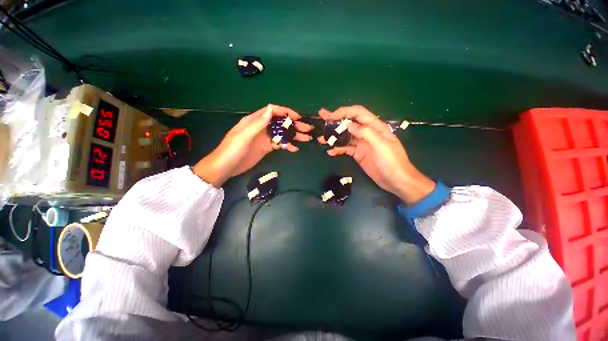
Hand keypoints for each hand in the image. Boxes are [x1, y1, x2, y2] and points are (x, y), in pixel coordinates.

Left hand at [194, 104, 312, 187]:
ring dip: (293, 135)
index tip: (298, 117)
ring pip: (282, 134)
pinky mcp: (266, 148)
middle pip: (280, 123)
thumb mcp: (244, 136)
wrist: (225, 167)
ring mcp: (264, 138)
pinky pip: (279, 144)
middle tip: (307, 129)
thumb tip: (271, 108)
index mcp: (255, 121)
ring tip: (305, 139)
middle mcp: (261, 127)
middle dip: (294, 125)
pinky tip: (294, 148)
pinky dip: (287, 145)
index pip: (273, 111)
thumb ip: (258, 123)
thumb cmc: (232, 150)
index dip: (286, 112)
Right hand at [318, 105, 434, 203]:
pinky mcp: (358, 154)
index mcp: (375, 127)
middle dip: (335, 120)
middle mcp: (367, 133)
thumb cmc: (392, 162)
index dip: (345, 112)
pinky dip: (337, 149)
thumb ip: (366, 133)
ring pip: (345, 136)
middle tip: (322, 116)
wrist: (396, 181)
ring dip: (333, 136)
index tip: (331, 116)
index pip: (358, 113)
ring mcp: (361, 144)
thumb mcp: (381, 145)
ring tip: (321, 138)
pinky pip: (345, 149)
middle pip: (349, 123)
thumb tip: (349, 125)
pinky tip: (329, 152)